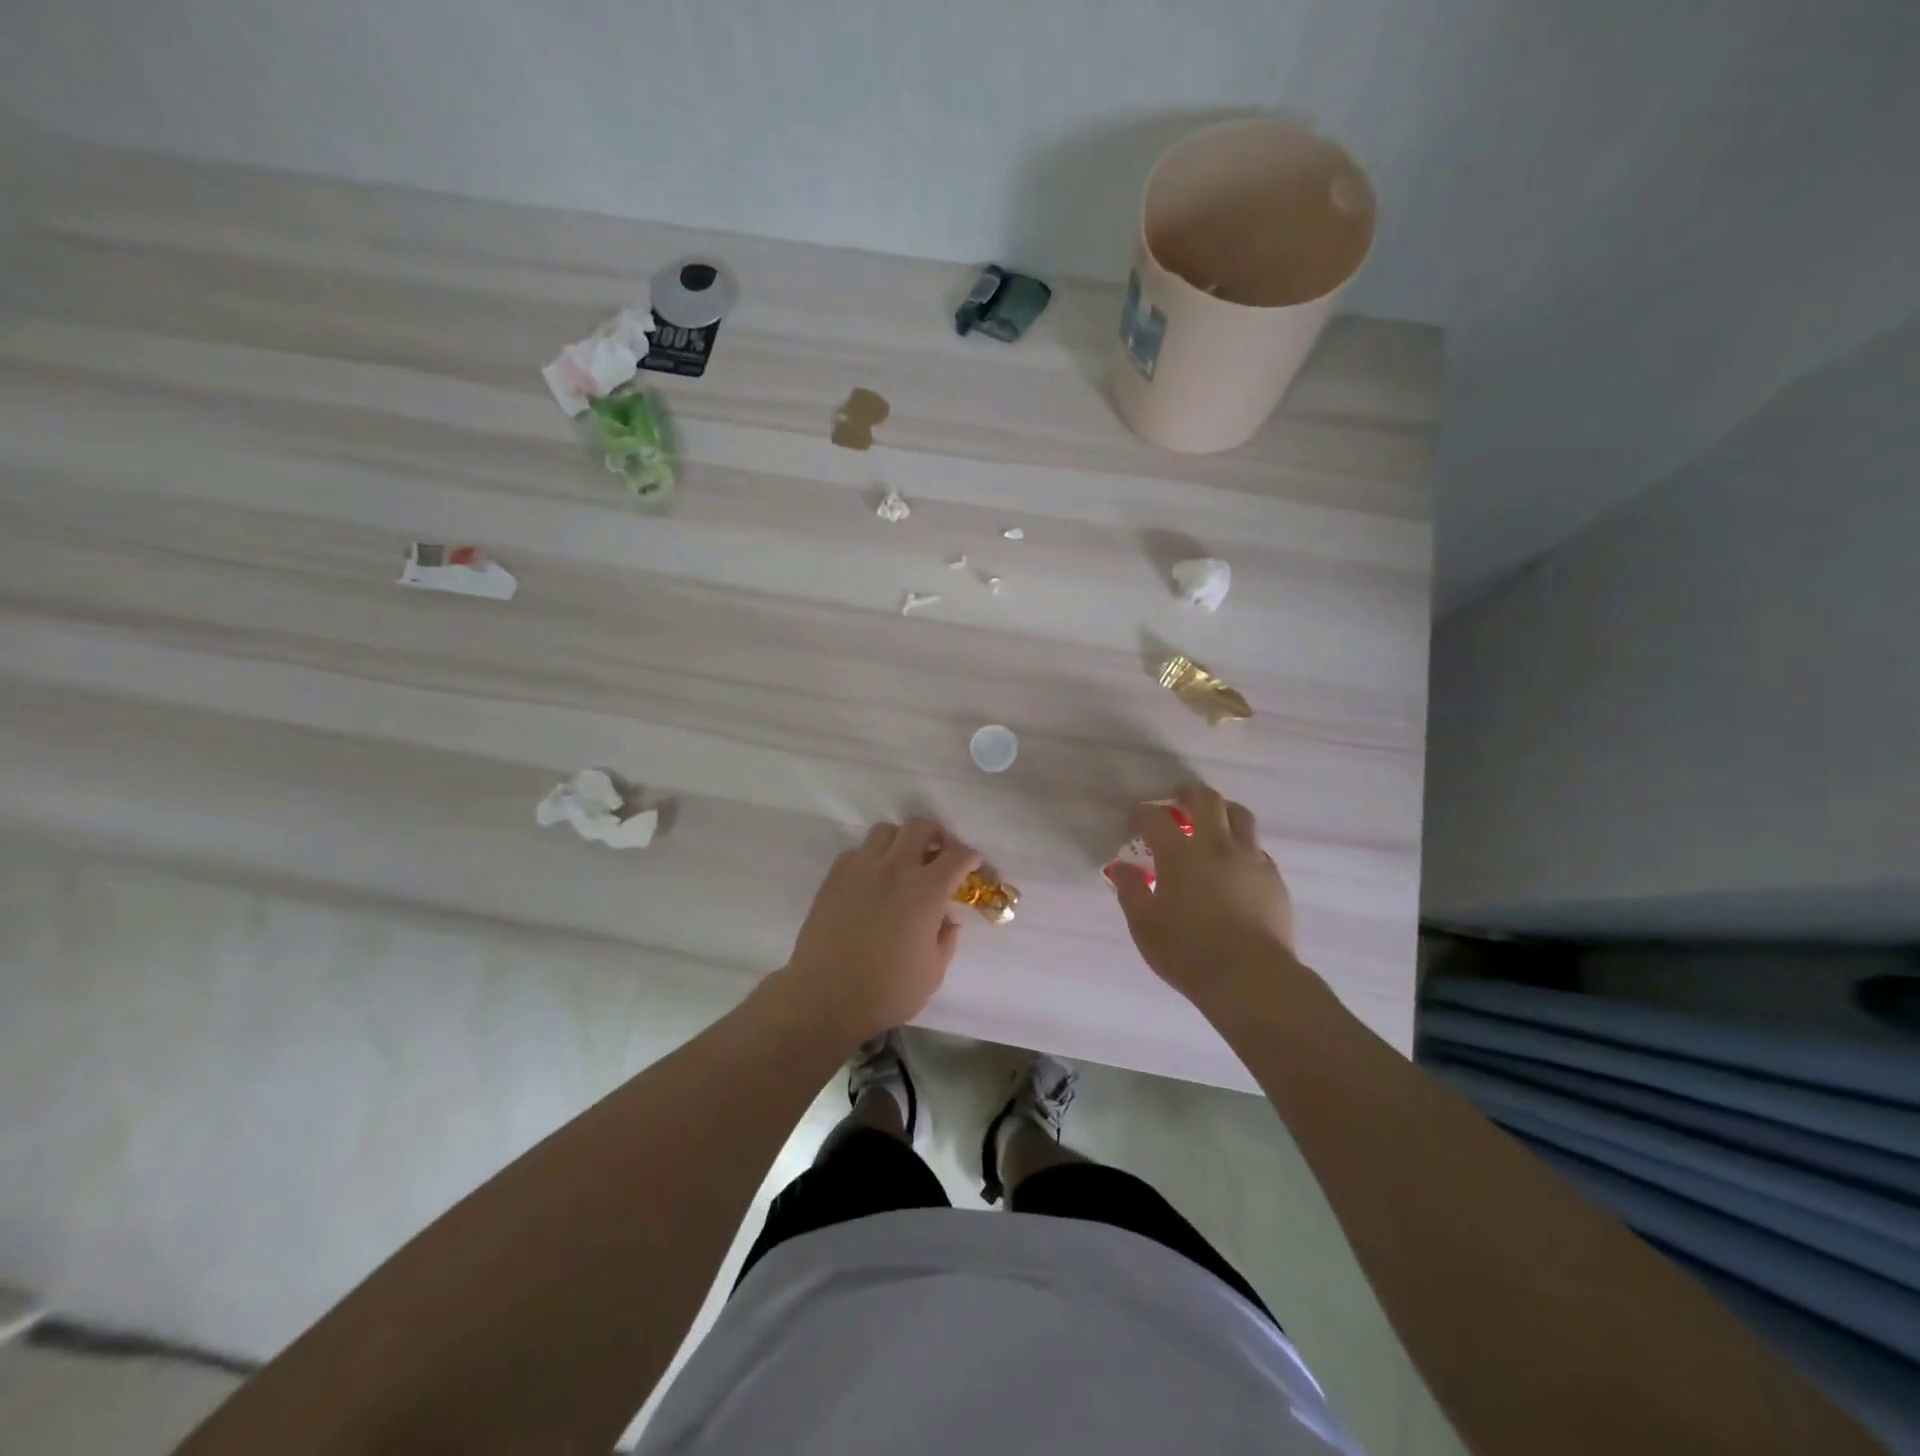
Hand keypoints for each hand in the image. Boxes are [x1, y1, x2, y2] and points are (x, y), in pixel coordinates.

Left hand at [780, 817, 981, 1043]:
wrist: (825, 997)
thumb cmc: (887, 991)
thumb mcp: (933, 972)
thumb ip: (946, 938)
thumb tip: (948, 918)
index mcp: (926, 891)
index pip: (957, 855)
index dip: (970, 857)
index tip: (972, 865)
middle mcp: (895, 869)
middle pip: (920, 827)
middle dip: (936, 836)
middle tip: (939, 855)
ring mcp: (861, 869)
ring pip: (886, 831)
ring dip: (901, 841)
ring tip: (903, 863)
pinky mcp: (834, 877)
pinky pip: (857, 851)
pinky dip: (871, 857)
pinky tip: (872, 880)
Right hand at [1106, 783, 1297, 1004]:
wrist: (1251, 978)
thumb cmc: (1188, 952)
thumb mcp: (1144, 925)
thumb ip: (1130, 890)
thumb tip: (1120, 867)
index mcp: (1180, 854)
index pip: (1156, 818)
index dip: (1142, 813)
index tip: (1135, 818)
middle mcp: (1217, 846)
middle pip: (1207, 800)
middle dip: (1188, 793)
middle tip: (1177, 800)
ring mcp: (1250, 859)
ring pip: (1240, 815)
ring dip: (1222, 810)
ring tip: (1211, 821)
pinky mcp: (1273, 878)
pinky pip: (1257, 847)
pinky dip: (1241, 844)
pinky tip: (1234, 862)